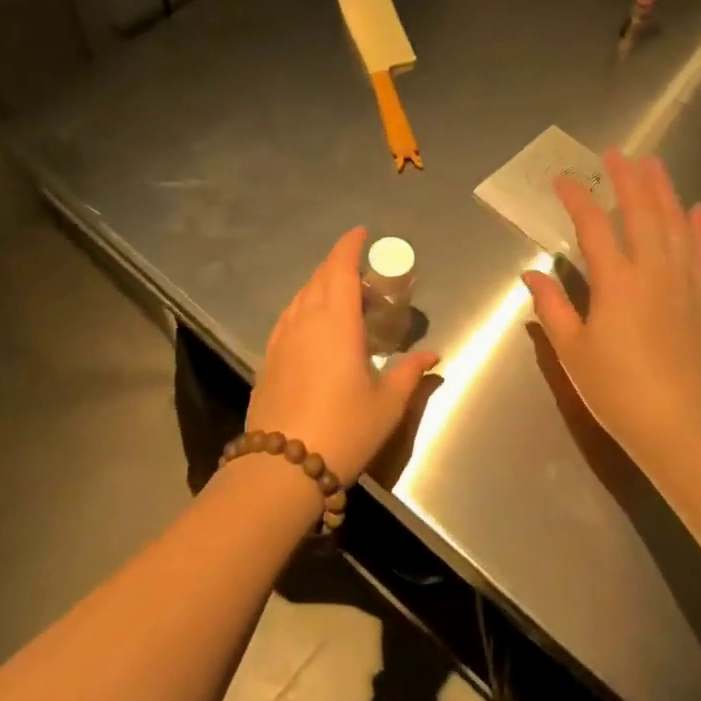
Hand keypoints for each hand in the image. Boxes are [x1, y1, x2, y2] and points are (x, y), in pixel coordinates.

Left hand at [247, 227, 439, 481]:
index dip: (349, 246)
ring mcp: (281, 339)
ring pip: (301, 297)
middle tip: (362, 274)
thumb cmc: (344, 429)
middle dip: (338, 266)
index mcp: (336, 321)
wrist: (281, 467)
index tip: (361, 234)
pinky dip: (304, 308)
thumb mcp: (387, 403)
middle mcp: (305, 320)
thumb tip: (432, 355)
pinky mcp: (268, 358)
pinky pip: (288, 318)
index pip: (340, 268)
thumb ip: (409, 373)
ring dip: (320, 287)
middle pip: (319, 279)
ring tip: (340, 298)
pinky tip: (313, 326)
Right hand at [522, 151, 700, 468]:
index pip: (594, 227)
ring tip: (654, 164)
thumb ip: (552, 307)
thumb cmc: (617, 390)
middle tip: (616, 153)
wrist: (681, 427)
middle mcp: (653, 273)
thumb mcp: (573, 350)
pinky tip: (696, 208)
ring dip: (664, 191)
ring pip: (675, 225)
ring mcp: (683, 285)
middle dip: (627, 180)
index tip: (562, 180)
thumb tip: (531, 273)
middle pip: (642, 213)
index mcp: (616, 283)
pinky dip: (698, 227)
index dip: (577, 199)